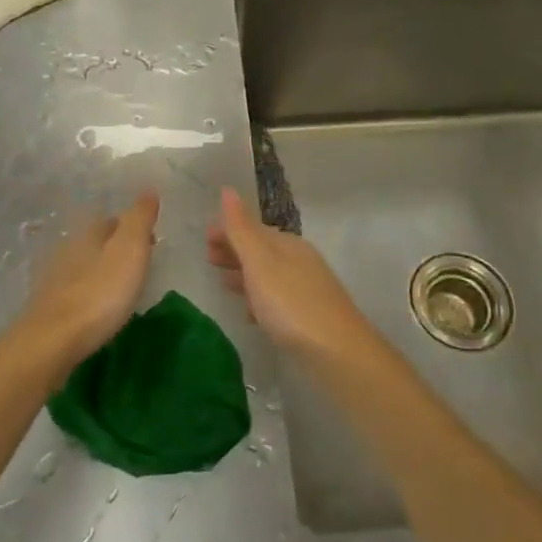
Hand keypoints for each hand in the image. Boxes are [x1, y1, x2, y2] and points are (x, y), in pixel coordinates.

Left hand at [22, 193, 159, 367]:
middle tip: (140, 263)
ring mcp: (54, 280)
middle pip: (96, 242)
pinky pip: (75, 292)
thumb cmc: (100, 292)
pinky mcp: (48, 308)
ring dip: (102, 272)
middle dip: (116, 248)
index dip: (132, 227)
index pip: (111, 221)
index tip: (151, 241)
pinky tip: (97, 308)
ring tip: (122, 287)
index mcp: (88, 234)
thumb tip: (148, 189)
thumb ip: (139, 219)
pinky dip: (89, 293)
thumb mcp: (129, 250)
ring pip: (84, 266)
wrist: (53, 340)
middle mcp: (68, 250)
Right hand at [207, 187, 374, 361]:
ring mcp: (306, 289)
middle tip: (208, 258)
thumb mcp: (260, 262)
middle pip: (261, 250)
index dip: (228, 230)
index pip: (253, 229)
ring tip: (222, 283)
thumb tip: (227, 189)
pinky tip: (249, 314)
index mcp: (288, 245)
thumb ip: (241, 229)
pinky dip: (259, 299)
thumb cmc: (291, 303)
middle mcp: (299, 261)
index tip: (204, 238)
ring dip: (244, 275)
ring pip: (268, 275)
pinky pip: (277, 300)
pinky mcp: (308, 317)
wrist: (337, 352)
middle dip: (235, 251)